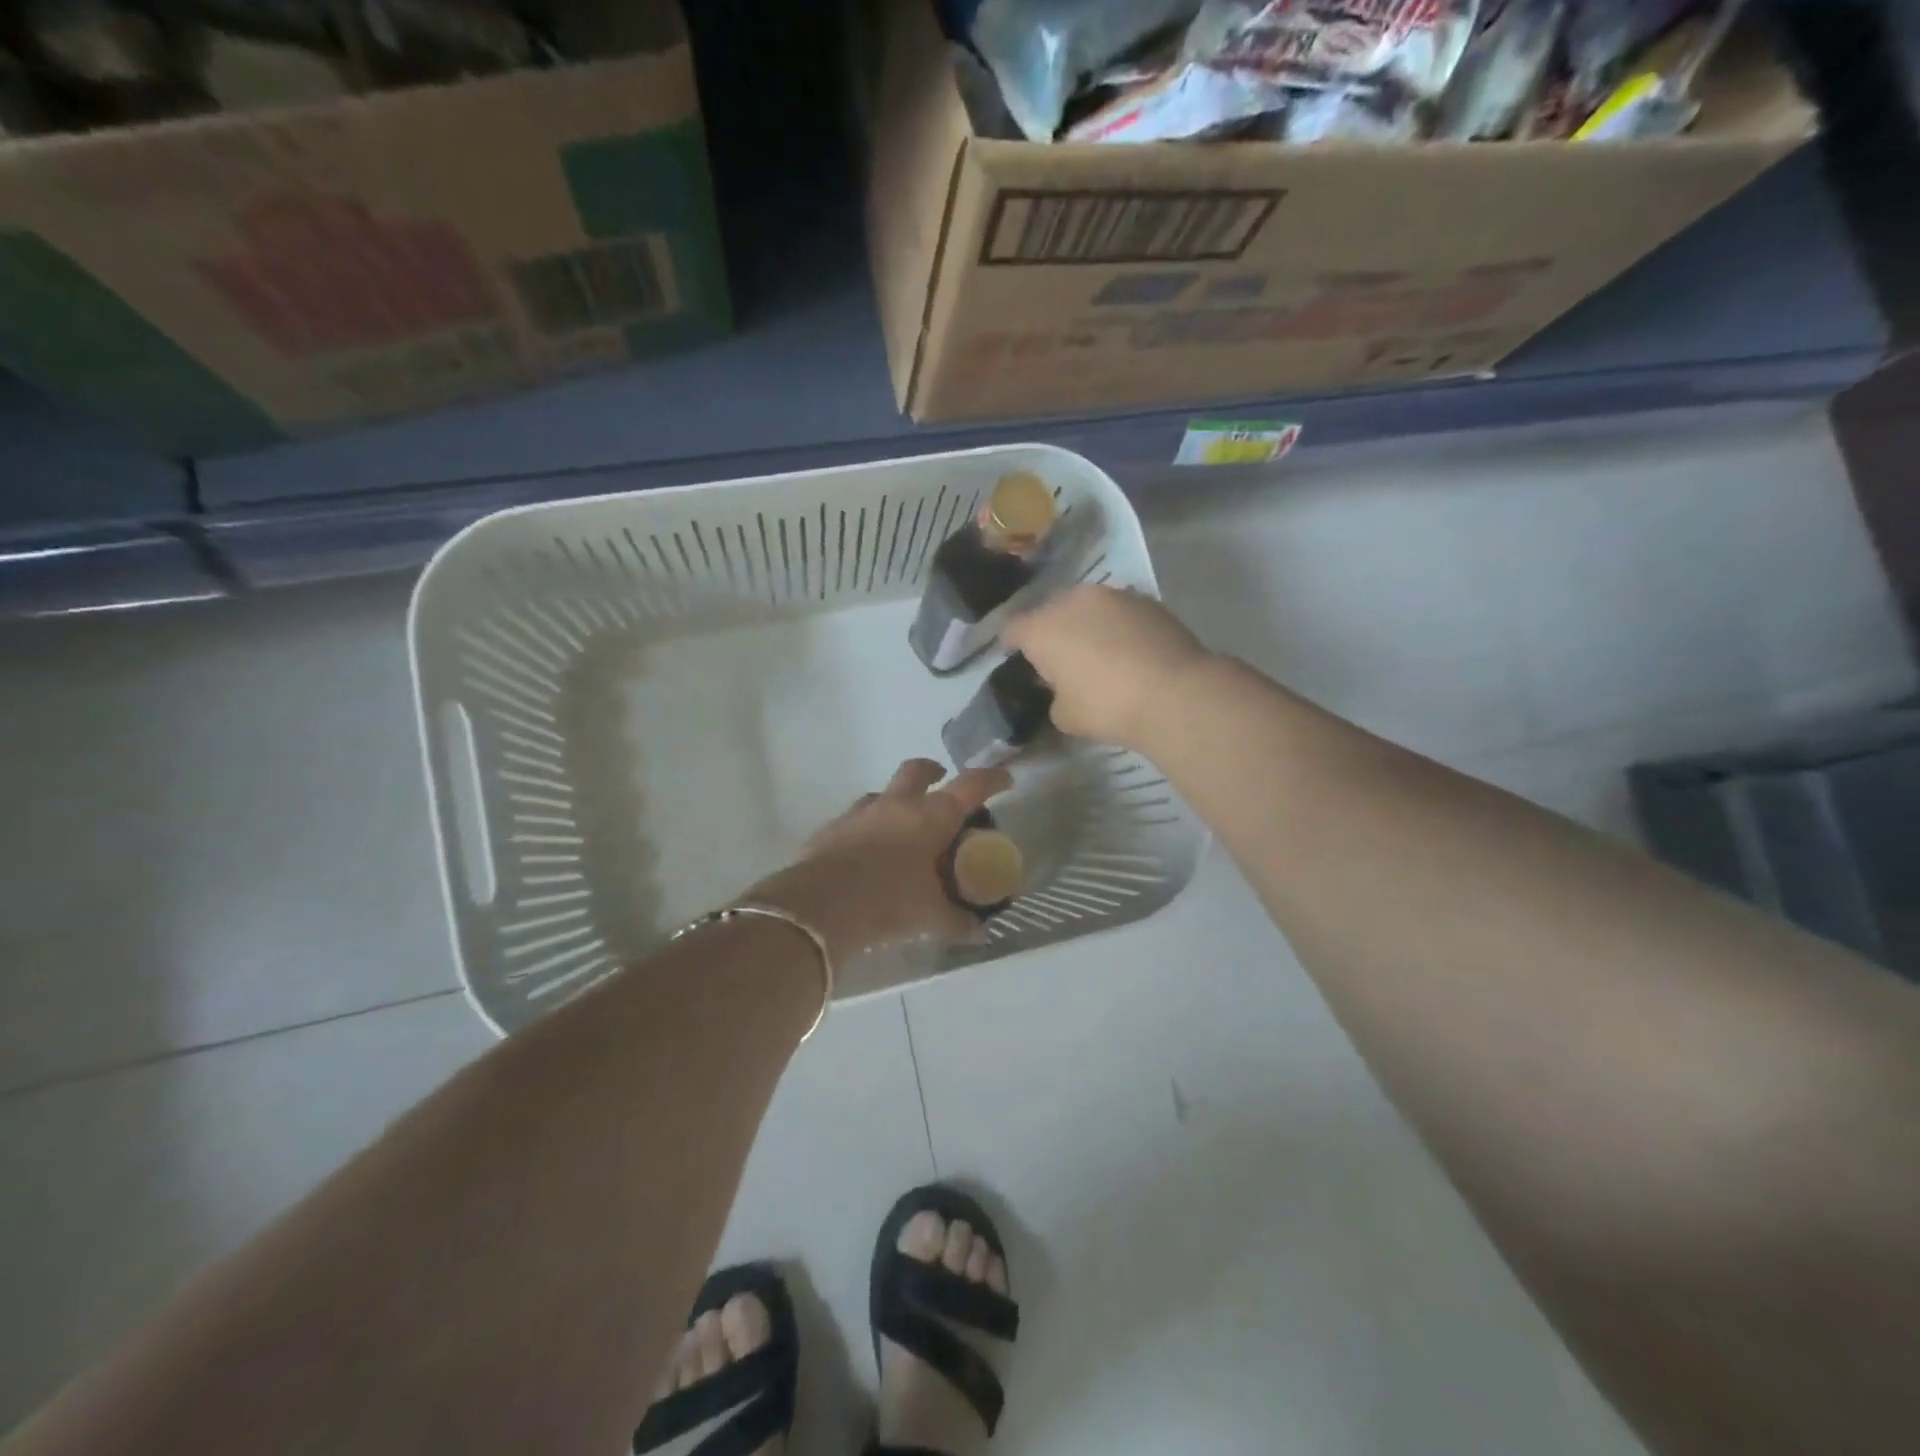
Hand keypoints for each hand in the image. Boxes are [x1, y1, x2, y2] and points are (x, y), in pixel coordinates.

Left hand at [745, 759, 1011, 966]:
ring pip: (880, 793)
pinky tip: (865, 853)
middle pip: (917, 771)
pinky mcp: (830, 829)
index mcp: (931, 817)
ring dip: (894, 802)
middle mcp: (896, 805)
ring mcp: (859, 813)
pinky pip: (853, 820)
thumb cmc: (888, 902)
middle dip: (932, 771)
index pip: (970, 786)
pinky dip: (865, 829)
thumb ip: (956, 920)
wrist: (820, 906)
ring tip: (900, 827)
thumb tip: (978, 931)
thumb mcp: (930, 917)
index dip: (991, 780)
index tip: (1004, 780)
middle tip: (940, 781)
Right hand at [1003, 585, 1212, 750]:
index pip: (1013, 629)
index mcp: (1042, 628)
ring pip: (1087, 607)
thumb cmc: (1107, 707)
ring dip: (1086, 625)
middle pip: (1051, 610)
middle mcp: (1073, 601)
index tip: (1014, 657)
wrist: (1175, 694)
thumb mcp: (1064, 716)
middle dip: (1051, 630)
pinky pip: (1119, 612)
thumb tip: (1064, 689)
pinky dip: (1117, 627)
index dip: (1010, 644)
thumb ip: (1054, 696)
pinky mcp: (1147, 601)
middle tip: (1060, 658)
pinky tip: (1128, 651)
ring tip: (1097, 652)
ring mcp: (1113, 596)